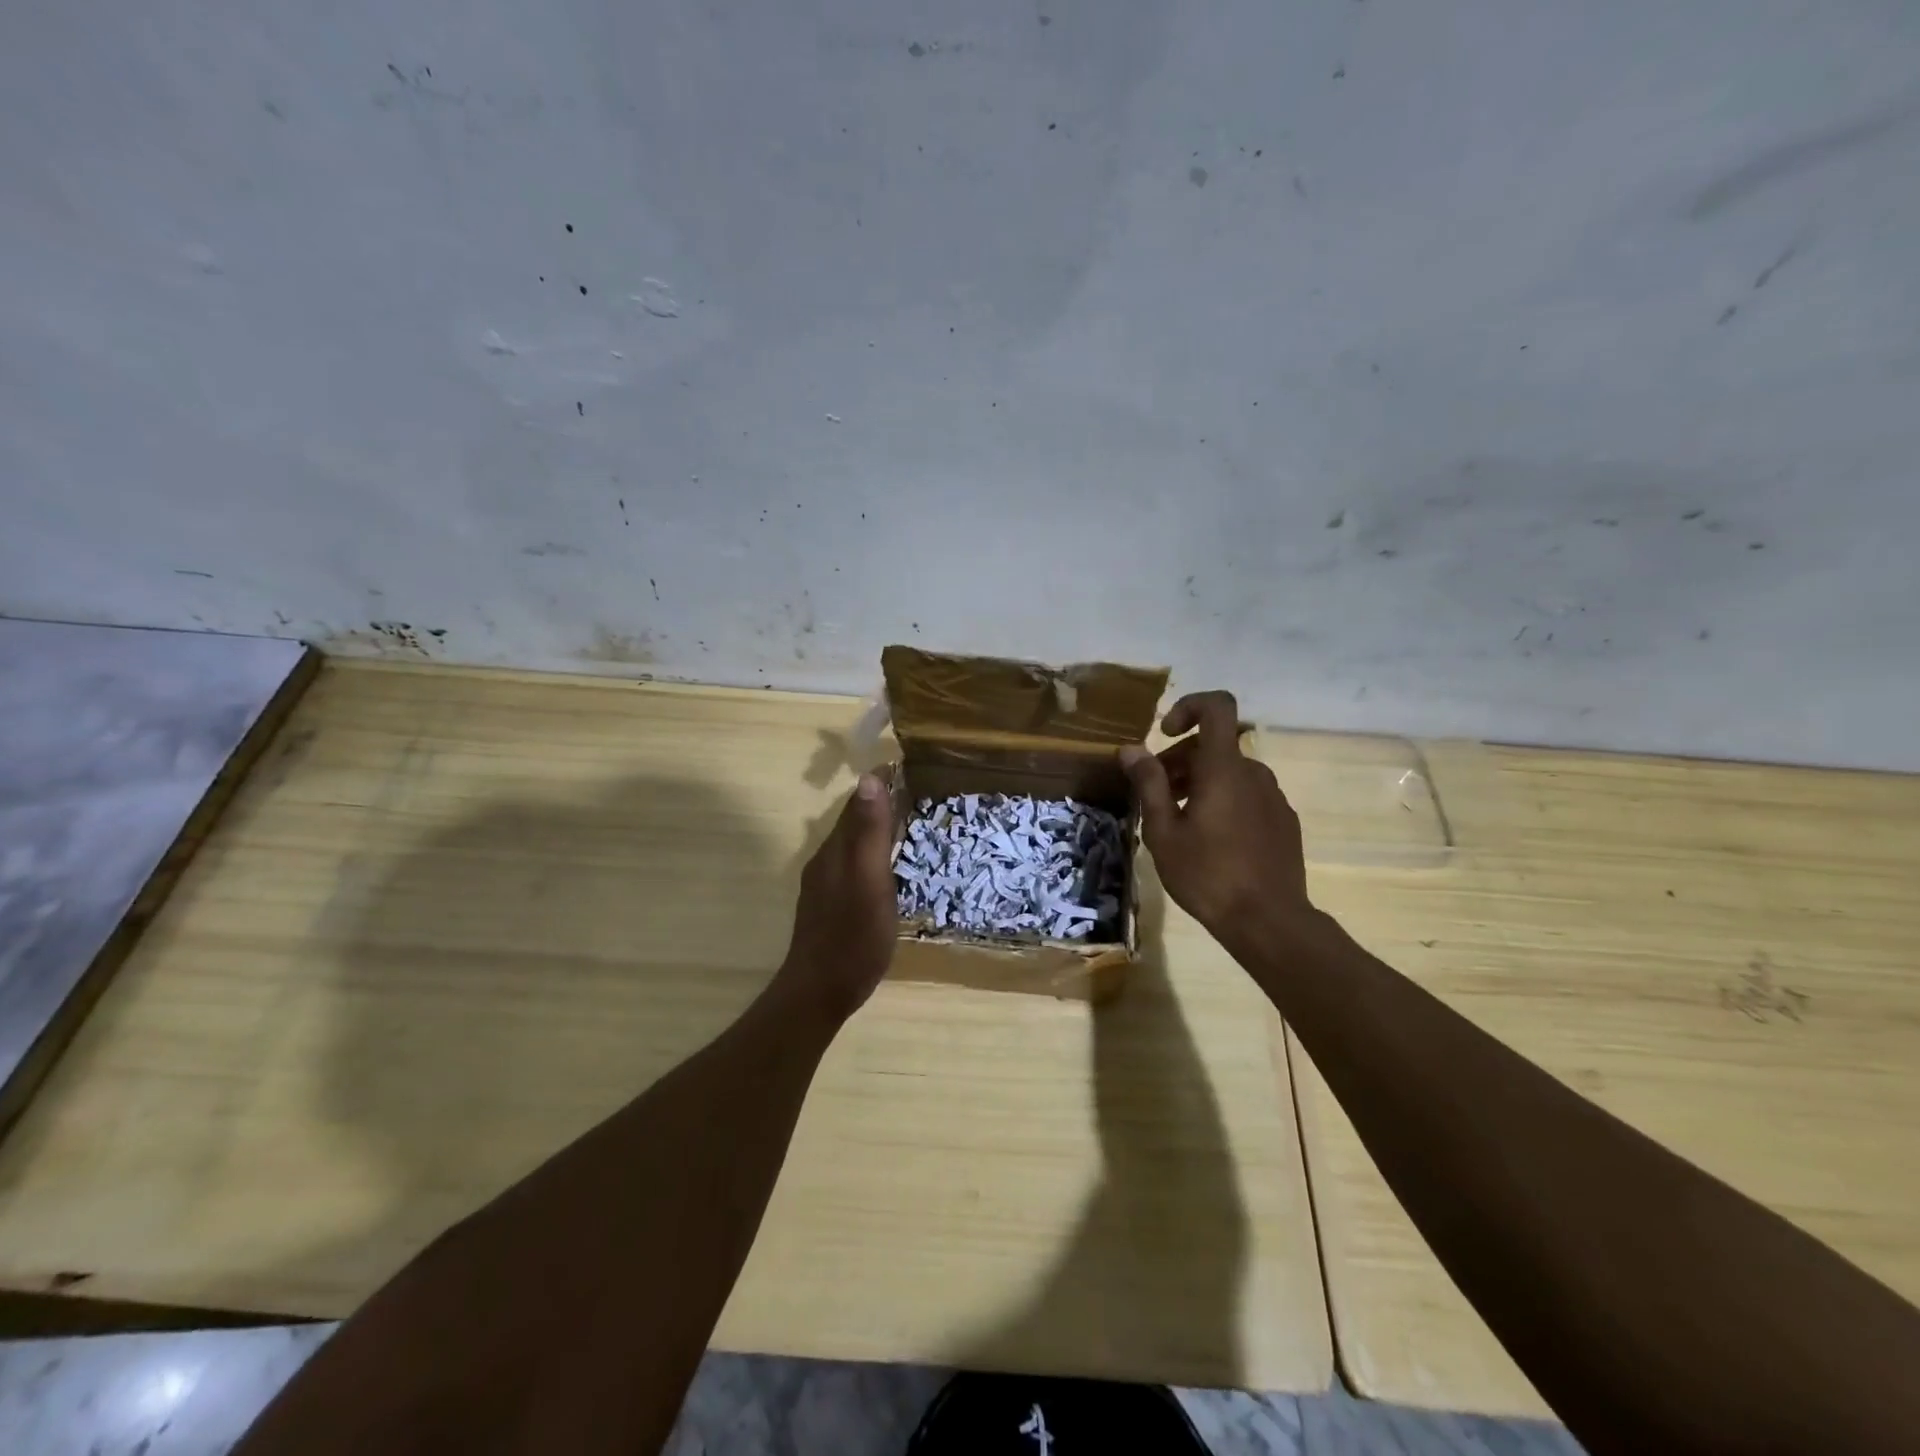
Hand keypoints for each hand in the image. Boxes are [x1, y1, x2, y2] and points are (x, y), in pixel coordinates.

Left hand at [776, 772, 898, 1022]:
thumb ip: (869, 832)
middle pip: (853, 821)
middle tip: (914, 791)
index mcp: (836, 850)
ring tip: (906, 823)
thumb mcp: (869, 880)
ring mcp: (826, 885)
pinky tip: (886, 867)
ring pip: (852, 844)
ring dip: (875, 828)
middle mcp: (827, 860)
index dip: (880, 783)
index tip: (906, 765)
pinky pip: (853, 866)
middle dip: (879, 802)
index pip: (857, 803)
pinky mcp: (830, 906)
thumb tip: (869, 779)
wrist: (819, 992)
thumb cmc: (853, 935)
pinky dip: (871, 854)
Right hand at [1120, 691, 1312, 941]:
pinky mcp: (1283, 821)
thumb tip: (1131, 749)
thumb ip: (1149, 784)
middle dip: (1180, 760)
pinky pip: (1248, 795)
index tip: (1165, 734)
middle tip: (1156, 796)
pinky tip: (1211, 840)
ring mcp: (1273, 797)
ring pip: (1230, 773)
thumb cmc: (1208, 875)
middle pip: (1214, 746)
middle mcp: (1254, 773)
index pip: (1218, 706)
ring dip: (1200, 783)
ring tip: (1179, 822)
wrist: (1269, 921)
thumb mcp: (1163, 832)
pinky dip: (1224, 801)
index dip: (1189, 706)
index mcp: (1224, 768)